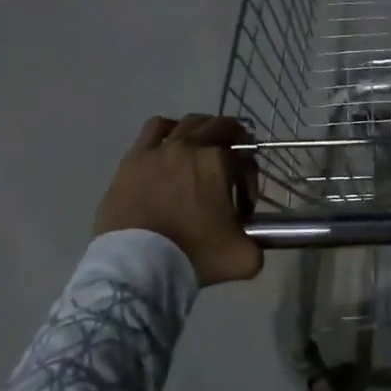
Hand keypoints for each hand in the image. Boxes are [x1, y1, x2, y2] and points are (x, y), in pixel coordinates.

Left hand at [94, 114, 260, 286]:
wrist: (138, 267)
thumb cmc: (193, 256)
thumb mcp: (241, 257)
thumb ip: (257, 244)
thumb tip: (254, 242)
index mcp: (219, 162)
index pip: (245, 159)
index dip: (250, 181)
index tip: (244, 208)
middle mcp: (191, 146)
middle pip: (220, 128)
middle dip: (234, 142)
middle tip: (234, 165)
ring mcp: (159, 149)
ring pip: (189, 122)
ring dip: (203, 130)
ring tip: (204, 149)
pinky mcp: (133, 159)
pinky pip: (154, 128)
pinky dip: (168, 130)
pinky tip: (171, 144)